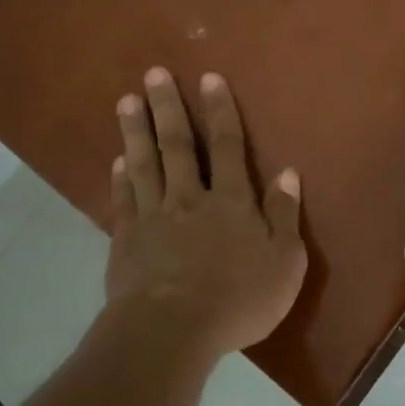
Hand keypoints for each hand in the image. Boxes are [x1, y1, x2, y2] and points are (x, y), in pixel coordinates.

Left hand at [106, 67, 306, 356]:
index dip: (220, 111)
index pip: (227, 146)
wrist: (172, 332)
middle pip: (177, 145)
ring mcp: (153, 217)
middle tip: (153, 73)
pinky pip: (124, 199)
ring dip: (135, 130)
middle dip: (167, 107)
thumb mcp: (284, 262)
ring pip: (144, 164)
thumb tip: (288, 172)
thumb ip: (285, 215)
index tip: (209, 78)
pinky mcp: (126, 240)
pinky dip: (120, 177)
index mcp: (232, 202)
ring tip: (127, 101)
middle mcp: (190, 198)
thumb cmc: (238, 299)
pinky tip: (116, 160)